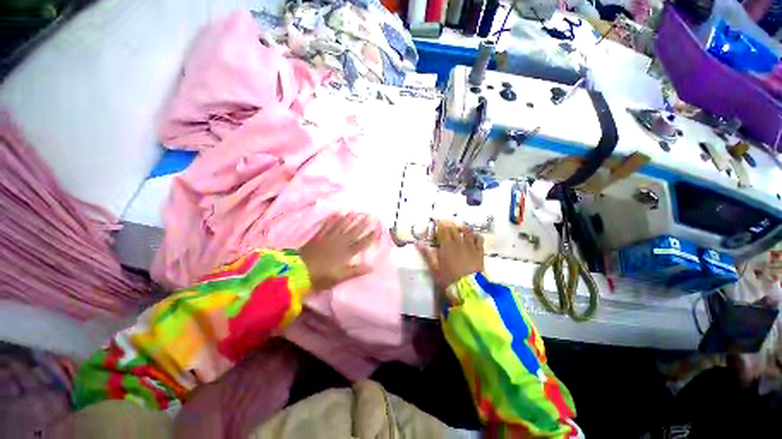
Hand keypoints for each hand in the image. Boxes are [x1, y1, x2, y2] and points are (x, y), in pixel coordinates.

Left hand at [300, 213, 376, 291]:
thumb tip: (372, 266)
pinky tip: (336, 213)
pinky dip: (332, 219)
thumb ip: (356, 271)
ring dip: (349, 219)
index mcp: (345, 254)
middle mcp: (339, 243)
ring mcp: (328, 238)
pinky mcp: (318, 237)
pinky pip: (327, 226)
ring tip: (355, 212)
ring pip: (341, 227)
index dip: (370, 236)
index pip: (361, 243)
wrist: (298, 272)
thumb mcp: (340, 277)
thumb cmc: (321, 277)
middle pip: (352, 232)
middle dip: (362, 224)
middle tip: (369, 215)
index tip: (377, 229)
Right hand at [417, 221, 484, 292]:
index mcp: (447, 246)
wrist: (469, 288)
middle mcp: (459, 242)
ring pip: (467, 231)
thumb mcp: (435, 268)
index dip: (440, 226)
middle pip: (454, 229)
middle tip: (446, 225)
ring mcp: (470, 246)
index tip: (437, 225)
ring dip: (462, 228)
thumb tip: (418, 244)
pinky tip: (473, 236)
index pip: (443, 230)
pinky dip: (475, 235)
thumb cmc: (449, 279)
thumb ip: (427, 254)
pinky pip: (479, 239)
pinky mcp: (479, 251)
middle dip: (449, 225)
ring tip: (459, 227)